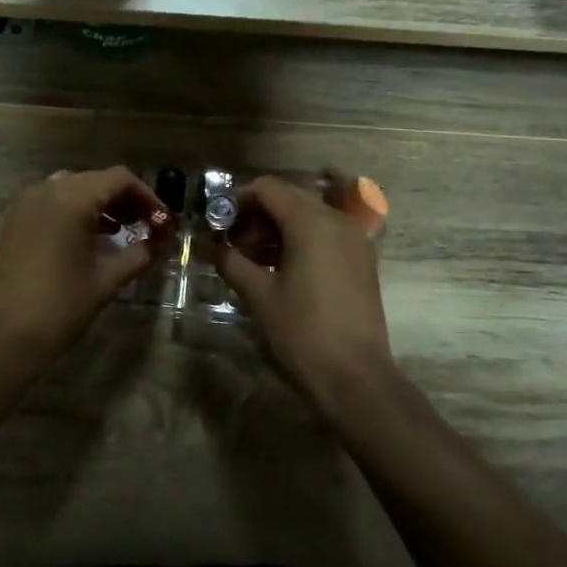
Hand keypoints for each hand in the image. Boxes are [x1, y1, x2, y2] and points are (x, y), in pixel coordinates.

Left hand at [0, 166, 166, 364]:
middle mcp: (46, 190)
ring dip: (101, 203)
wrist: (3, 338)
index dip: (148, 197)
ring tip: (125, 229)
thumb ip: (139, 254)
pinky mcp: (15, 220)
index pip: (119, 179)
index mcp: (70, 198)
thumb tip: (162, 243)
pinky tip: (92, 236)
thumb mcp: (106, 280)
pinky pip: (53, 201)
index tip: (164, 222)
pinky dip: (76, 210)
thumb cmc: (59, 307)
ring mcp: (26, 204)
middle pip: (96, 180)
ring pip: (74, 188)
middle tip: (149, 226)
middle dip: (126, 199)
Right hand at [213, 176, 395, 405]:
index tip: (217, 225)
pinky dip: (298, 240)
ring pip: (307, 215)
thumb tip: (206, 245)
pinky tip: (278, 268)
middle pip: (289, 198)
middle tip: (231, 243)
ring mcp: (354, 239)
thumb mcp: (259, 296)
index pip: (268, 189)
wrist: (356, 377)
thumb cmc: (303, 332)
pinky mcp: (361, 259)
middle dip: (256, 215)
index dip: (238, 201)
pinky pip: (324, 234)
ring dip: (276, 228)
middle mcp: (337, 220)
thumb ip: (230, 262)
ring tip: (249, 259)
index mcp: (311, 222)